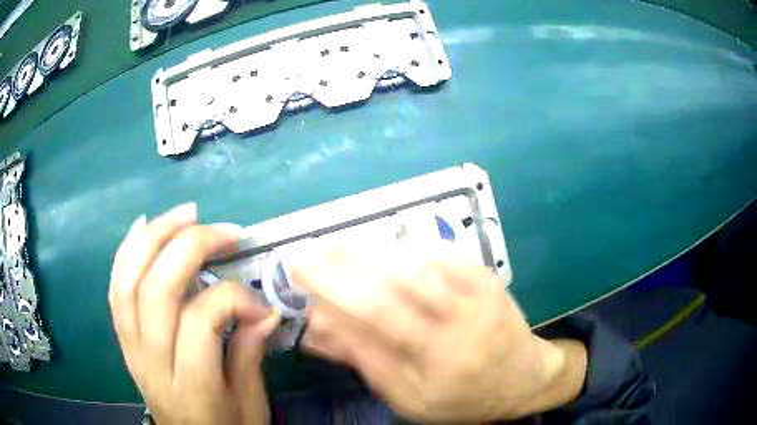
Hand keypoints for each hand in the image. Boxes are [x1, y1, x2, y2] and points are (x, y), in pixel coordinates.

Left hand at [108, 203, 278, 424]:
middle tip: (226, 231)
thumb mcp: (250, 403)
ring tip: (185, 215)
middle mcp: (151, 363)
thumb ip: (249, 354)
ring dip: (155, 238)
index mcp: (190, 388)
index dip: (233, 299)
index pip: (200, 323)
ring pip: (129, 280)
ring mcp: (131, 348)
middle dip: (192, 247)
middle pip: (157, 290)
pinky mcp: (123, 339)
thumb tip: (264, 310)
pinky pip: (116, 288)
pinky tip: (143, 227)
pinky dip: (127, 252)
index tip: (262, 305)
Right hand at [293, 242, 586, 421]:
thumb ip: (366, 361)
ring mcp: (477, 297)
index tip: (300, 273)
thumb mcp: (409, 397)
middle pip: (397, 283)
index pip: (374, 318)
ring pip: (422, 263)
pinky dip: (415, 244)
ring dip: (377, 249)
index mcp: (435, 362)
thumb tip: (318, 327)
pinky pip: (451, 254)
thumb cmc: (461, 398)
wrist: (523, 380)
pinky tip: (391, 243)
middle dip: (348, 262)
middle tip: (314, 248)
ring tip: (341, 243)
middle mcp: (458, 325)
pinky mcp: (489, 280)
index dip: (333, 290)